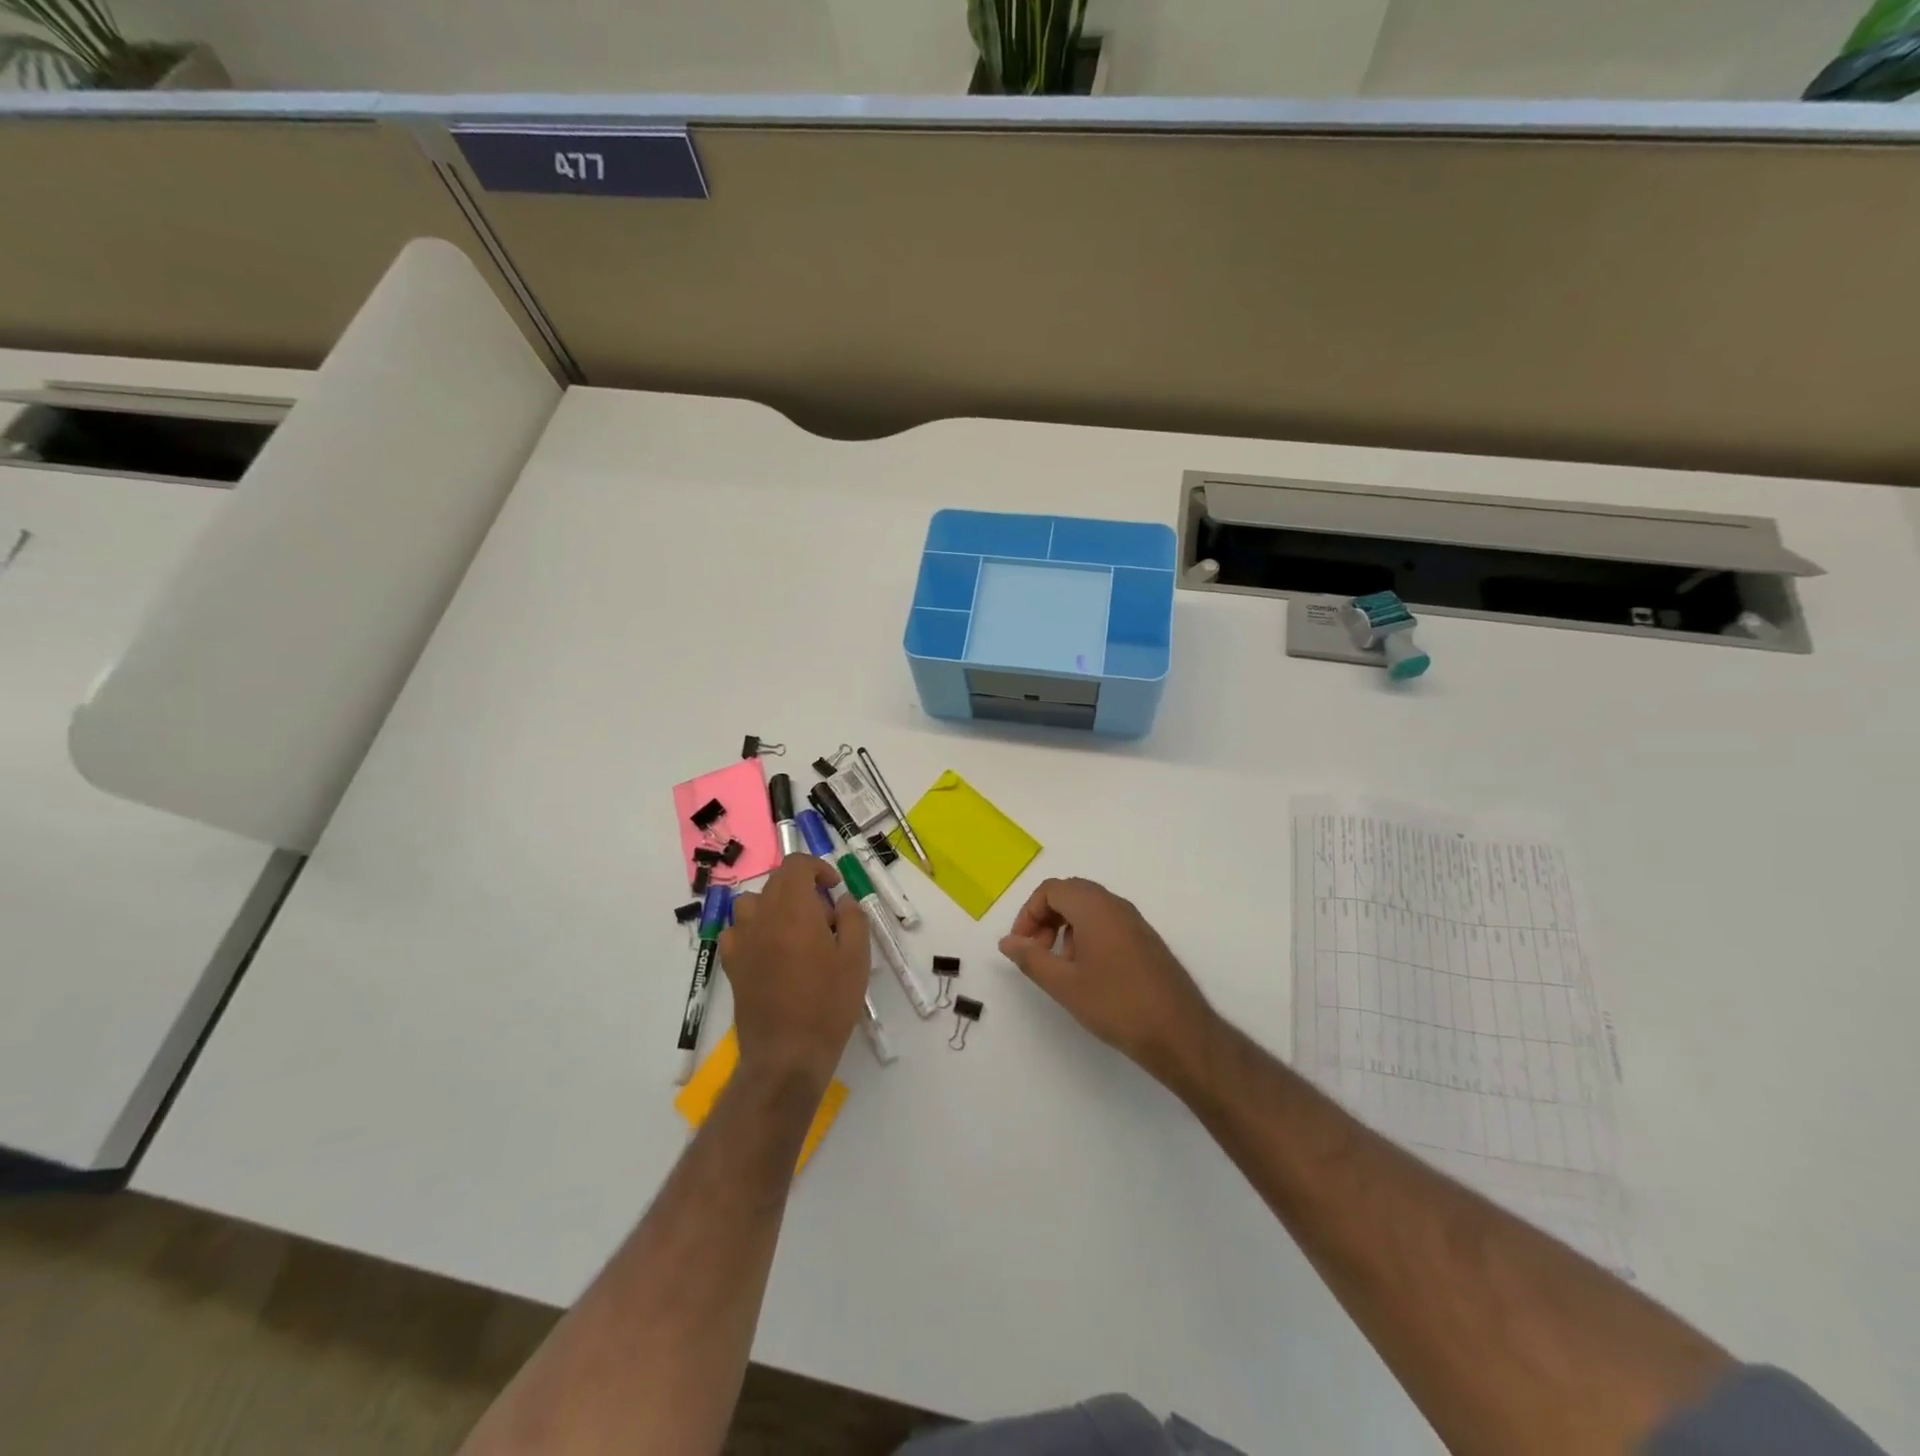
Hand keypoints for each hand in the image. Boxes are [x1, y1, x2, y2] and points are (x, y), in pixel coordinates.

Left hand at [721, 855, 871, 1086]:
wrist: (787, 1054)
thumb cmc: (828, 1004)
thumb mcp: (857, 958)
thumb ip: (853, 918)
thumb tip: (841, 901)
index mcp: (793, 910)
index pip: (795, 865)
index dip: (817, 868)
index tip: (833, 889)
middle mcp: (761, 917)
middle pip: (775, 882)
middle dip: (801, 888)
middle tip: (824, 917)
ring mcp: (741, 940)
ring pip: (753, 903)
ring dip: (775, 906)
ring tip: (795, 931)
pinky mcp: (731, 964)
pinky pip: (738, 930)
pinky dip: (754, 929)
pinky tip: (771, 951)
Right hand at [999, 877, 1217, 1089]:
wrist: (1179, 1032)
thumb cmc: (1116, 1005)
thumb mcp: (1064, 984)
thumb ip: (1031, 958)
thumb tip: (1007, 941)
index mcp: (1094, 907)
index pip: (1051, 889)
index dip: (1029, 913)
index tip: (1022, 945)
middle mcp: (1116, 905)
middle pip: (1070, 893)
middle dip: (1046, 918)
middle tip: (1037, 952)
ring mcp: (1135, 921)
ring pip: (1089, 907)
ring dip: (1066, 927)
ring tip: (1061, 966)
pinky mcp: (1146, 940)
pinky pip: (1108, 922)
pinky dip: (1087, 935)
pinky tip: (1088, 972)